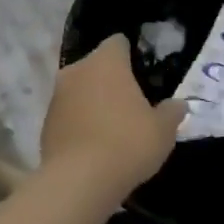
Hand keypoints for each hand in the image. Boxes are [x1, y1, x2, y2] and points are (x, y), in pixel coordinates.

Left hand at [41, 35, 185, 201]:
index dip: (131, 55)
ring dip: (92, 100)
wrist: (78, 181)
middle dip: (111, 79)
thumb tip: (178, 104)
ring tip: (112, 126)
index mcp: (106, 62)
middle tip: (131, 103)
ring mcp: (56, 95)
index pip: (118, 42)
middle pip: (96, 65)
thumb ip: (171, 112)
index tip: (143, 74)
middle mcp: (77, 70)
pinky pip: (67, 113)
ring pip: (79, 89)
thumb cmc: (127, 144)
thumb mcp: (163, 131)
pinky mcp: (45, 122)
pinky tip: (93, 144)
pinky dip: (78, 121)